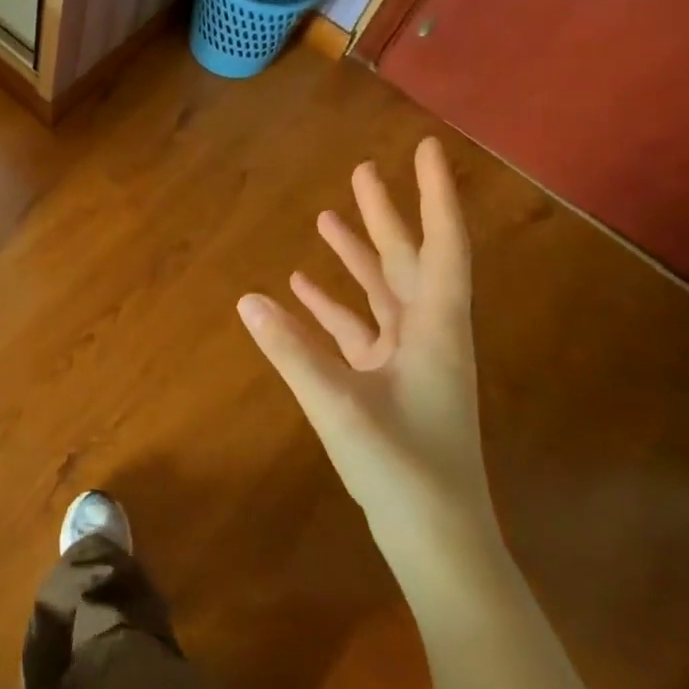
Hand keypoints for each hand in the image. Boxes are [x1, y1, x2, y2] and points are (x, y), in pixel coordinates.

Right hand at [236, 137, 495, 561]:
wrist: (436, 537)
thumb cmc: (403, 468)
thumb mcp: (340, 406)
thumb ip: (292, 351)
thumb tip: (247, 300)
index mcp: (435, 330)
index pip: (441, 246)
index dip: (435, 196)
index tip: (427, 151)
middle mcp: (428, 335)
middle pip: (408, 260)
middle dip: (386, 215)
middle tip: (362, 171)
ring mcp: (409, 360)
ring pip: (384, 292)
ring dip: (358, 256)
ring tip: (326, 219)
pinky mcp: (389, 382)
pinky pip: (360, 329)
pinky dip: (335, 305)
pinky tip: (301, 291)